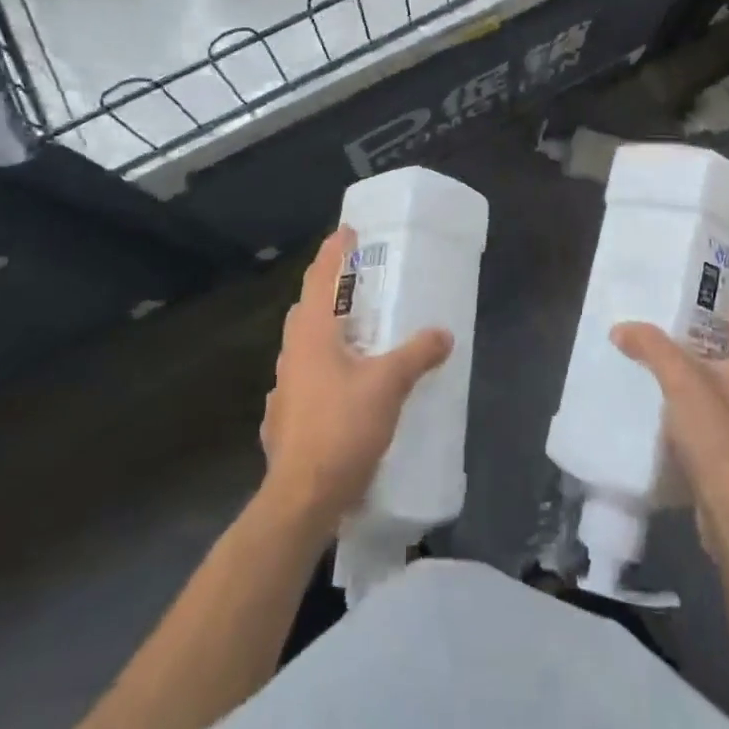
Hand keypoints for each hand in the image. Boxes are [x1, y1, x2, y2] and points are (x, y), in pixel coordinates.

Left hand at [260, 227, 452, 536]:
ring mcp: (284, 388)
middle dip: (329, 288)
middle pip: (307, 308)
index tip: (347, 230)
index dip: (334, 252)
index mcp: (313, 335)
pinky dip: (325, 368)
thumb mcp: (389, 385)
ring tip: (357, 332)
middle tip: (359, 280)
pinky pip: (306, 378)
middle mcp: (293, 354)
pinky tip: (343, 386)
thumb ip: (417, 354)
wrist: (301, 499)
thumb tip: (444, 333)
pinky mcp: (285, 419)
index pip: (320, 278)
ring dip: (327, 330)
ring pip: (305, 344)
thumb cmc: (342, 429)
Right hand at [611, 305, 728, 551]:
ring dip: (690, 373)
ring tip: (653, 361)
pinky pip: (707, 415)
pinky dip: (686, 406)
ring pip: (717, 385)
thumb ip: (651, 348)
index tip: (696, 299)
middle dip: (700, 338)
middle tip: (664, 326)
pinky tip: (656, 406)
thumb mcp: (681, 380)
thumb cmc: (718, 436)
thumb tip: (621, 328)